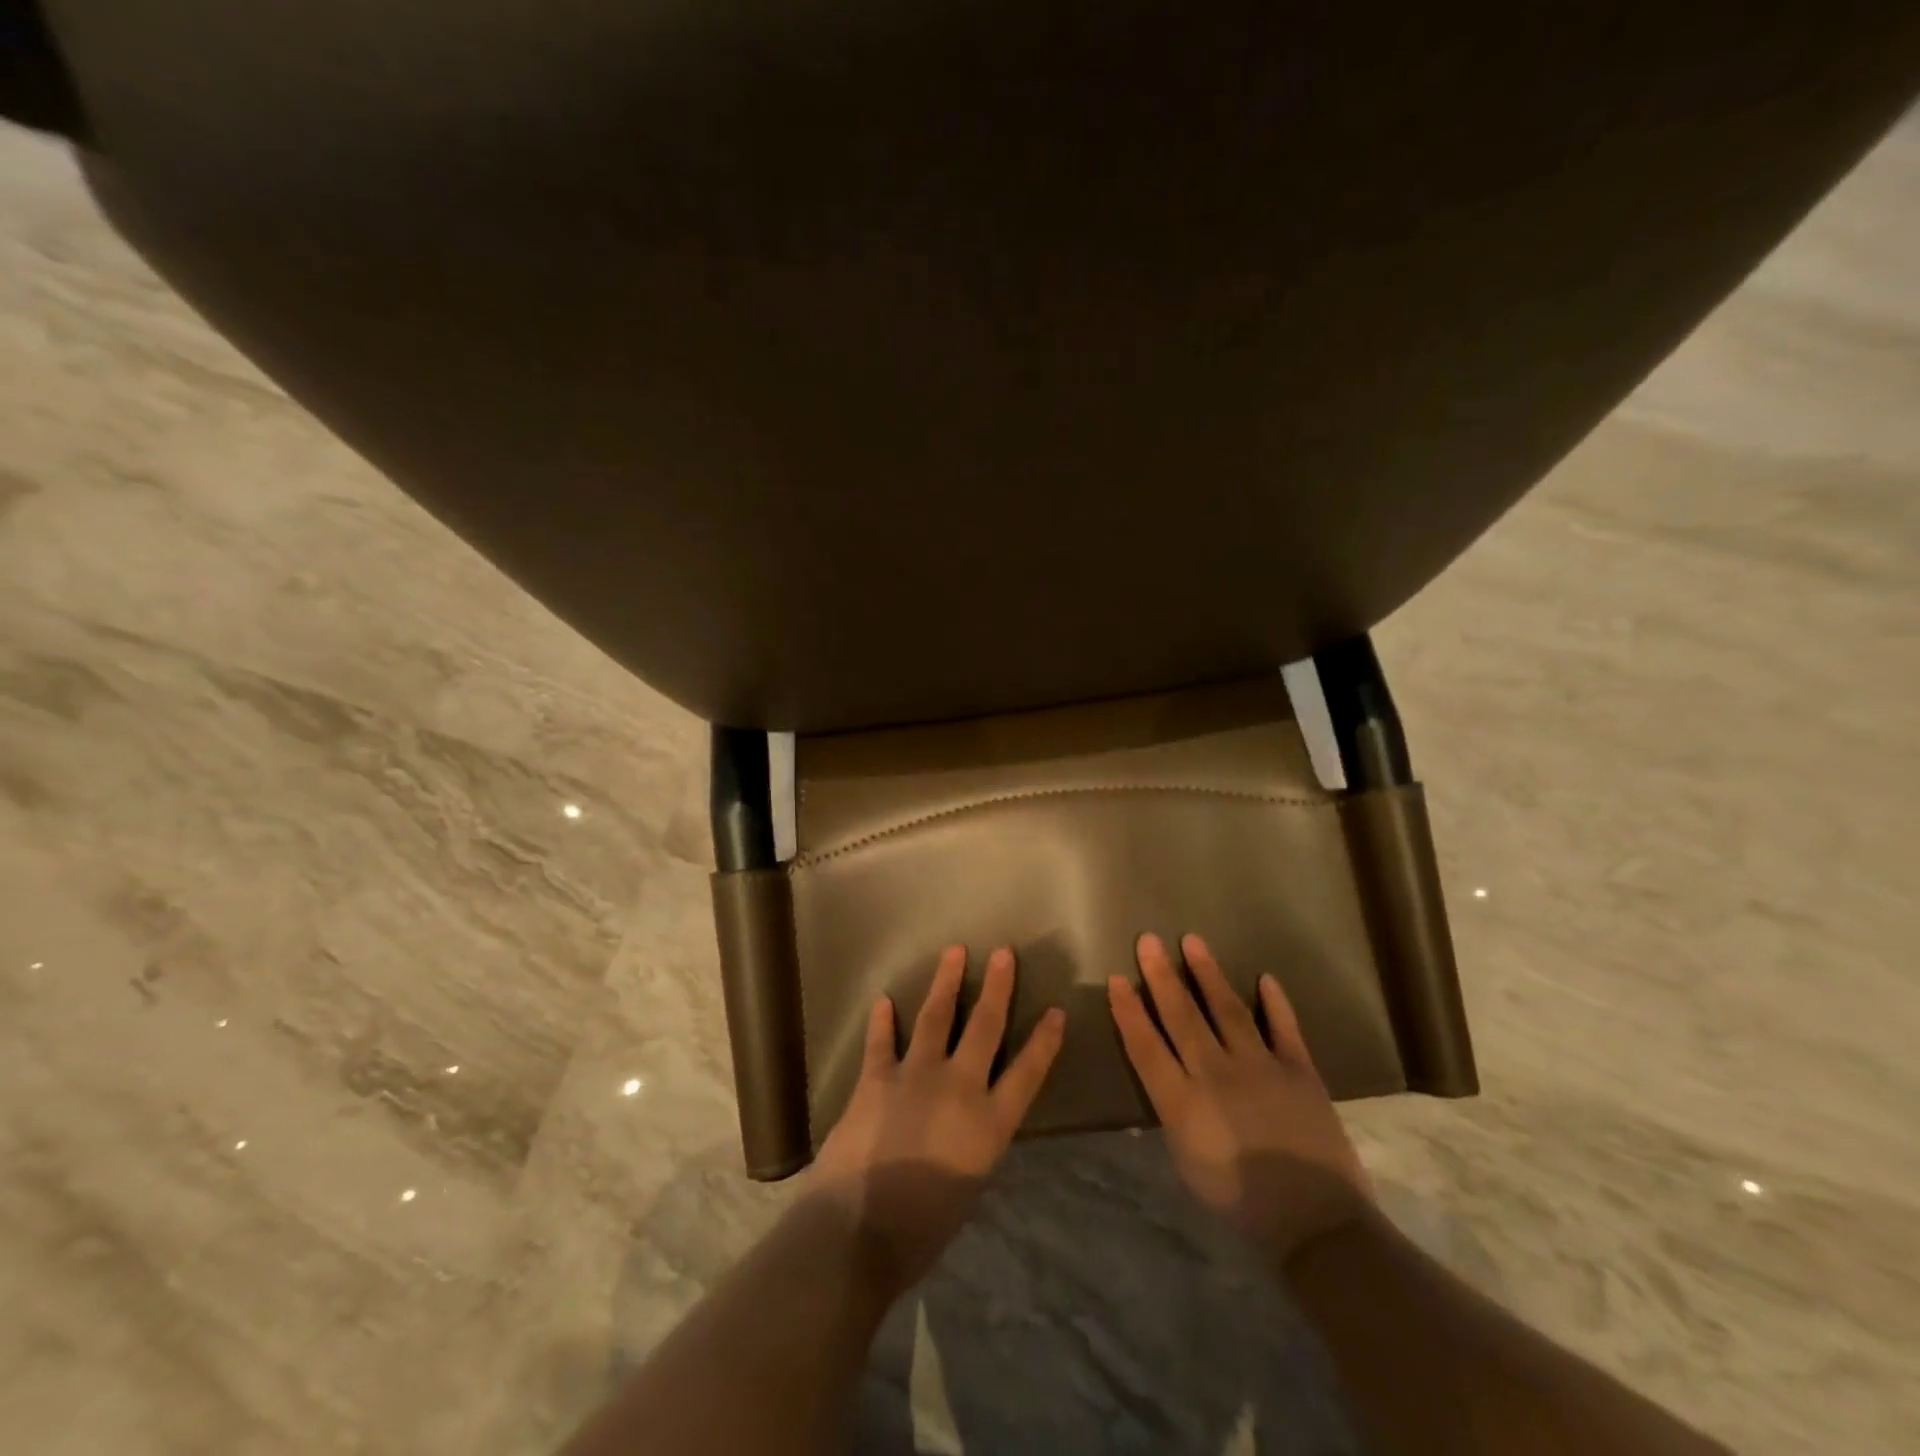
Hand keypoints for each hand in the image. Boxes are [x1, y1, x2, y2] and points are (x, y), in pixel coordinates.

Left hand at [809, 945, 1065, 1296]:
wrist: (857, 1232)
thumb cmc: (921, 1230)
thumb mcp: (969, 1187)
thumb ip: (974, 1144)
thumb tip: (970, 1124)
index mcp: (989, 1124)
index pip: (1027, 1072)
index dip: (1045, 1041)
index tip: (1057, 1011)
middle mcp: (958, 1088)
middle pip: (984, 1027)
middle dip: (998, 987)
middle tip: (1004, 952)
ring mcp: (915, 1076)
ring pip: (935, 1017)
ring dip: (946, 982)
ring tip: (954, 952)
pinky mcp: (876, 1078)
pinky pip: (881, 1041)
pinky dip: (881, 1021)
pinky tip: (882, 1000)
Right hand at [1108, 933, 1373, 1262]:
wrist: (1316, 1223)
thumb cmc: (1241, 1203)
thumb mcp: (1187, 1164)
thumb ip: (1173, 1114)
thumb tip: (1164, 1079)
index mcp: (1182, 1102)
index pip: (1146, 1045)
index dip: (1129, 1010)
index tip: (1116, 979)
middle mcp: (1216, 1074)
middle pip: (1182, 1016)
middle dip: (1161, 975)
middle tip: (1148, 940)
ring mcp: (1260, 1067)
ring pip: (1227, 1010)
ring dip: (1208, 974)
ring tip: (1192, 942)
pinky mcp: (1299, 1070)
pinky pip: (1285, 1028)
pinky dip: (1276, 1003)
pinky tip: (1265, 978)